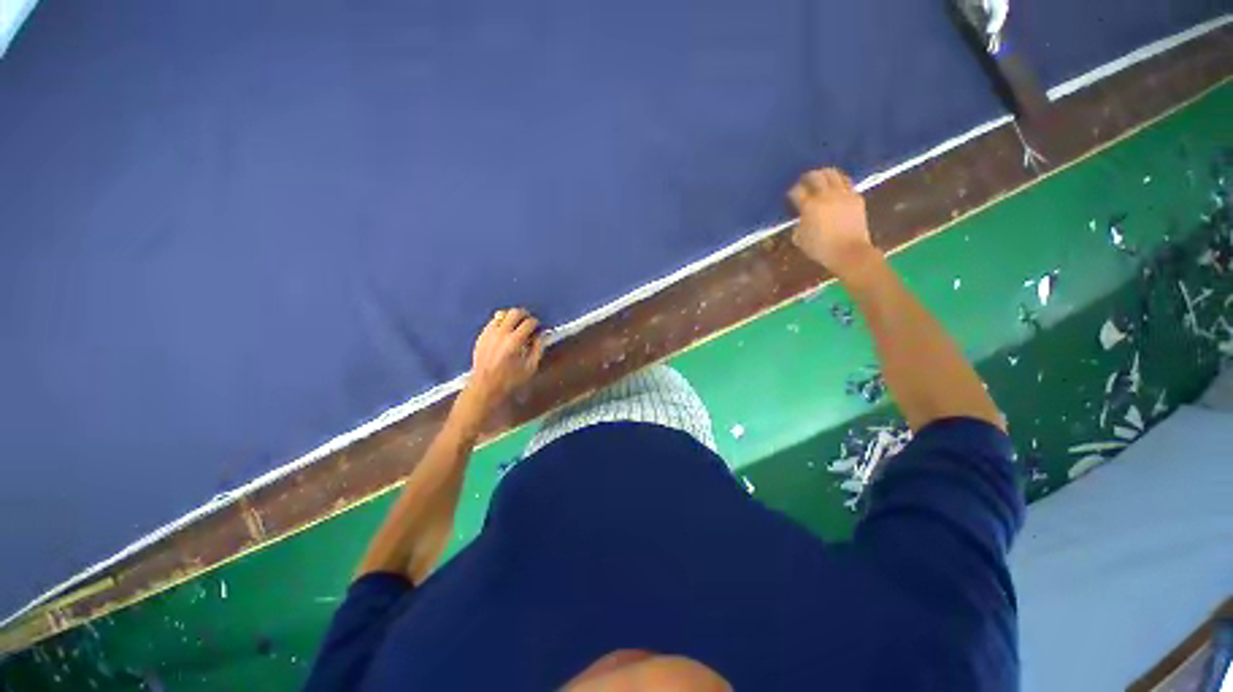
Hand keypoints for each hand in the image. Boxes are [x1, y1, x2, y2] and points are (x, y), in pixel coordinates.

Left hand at [463, 308, 544, 414]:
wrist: (485, 387)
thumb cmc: (510, 380)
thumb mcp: (530, 367)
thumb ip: (538, 349)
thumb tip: (540, 336)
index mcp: (515, 341)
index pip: (529, 322)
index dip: (536, 323)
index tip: (538, 327)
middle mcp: (501, 333)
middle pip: (514, 313)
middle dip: (524, 315)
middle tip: (529, 321)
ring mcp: (489, 333)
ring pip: (502, 314)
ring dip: (511, 317)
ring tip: (516, 325)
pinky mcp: (481, 336)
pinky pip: (492, 322)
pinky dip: (500, 323)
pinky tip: (504, 331)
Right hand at [788, 168, 880, 279]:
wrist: (849, 252)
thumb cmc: (821, 249)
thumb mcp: (800, 239)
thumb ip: (798, 225)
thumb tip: (801, 219)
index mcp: (810, 206)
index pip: (797, 191)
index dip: (792, 191)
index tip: (791, 195)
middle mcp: (826, 196)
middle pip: (816, 176)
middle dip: (808, 177)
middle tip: (804, 180)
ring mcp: (843, 195)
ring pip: (834, 174)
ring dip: (825, 174)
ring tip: (821, 177)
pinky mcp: (856, 198)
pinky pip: (847, 183)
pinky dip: (839, 182)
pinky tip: (836, 187)